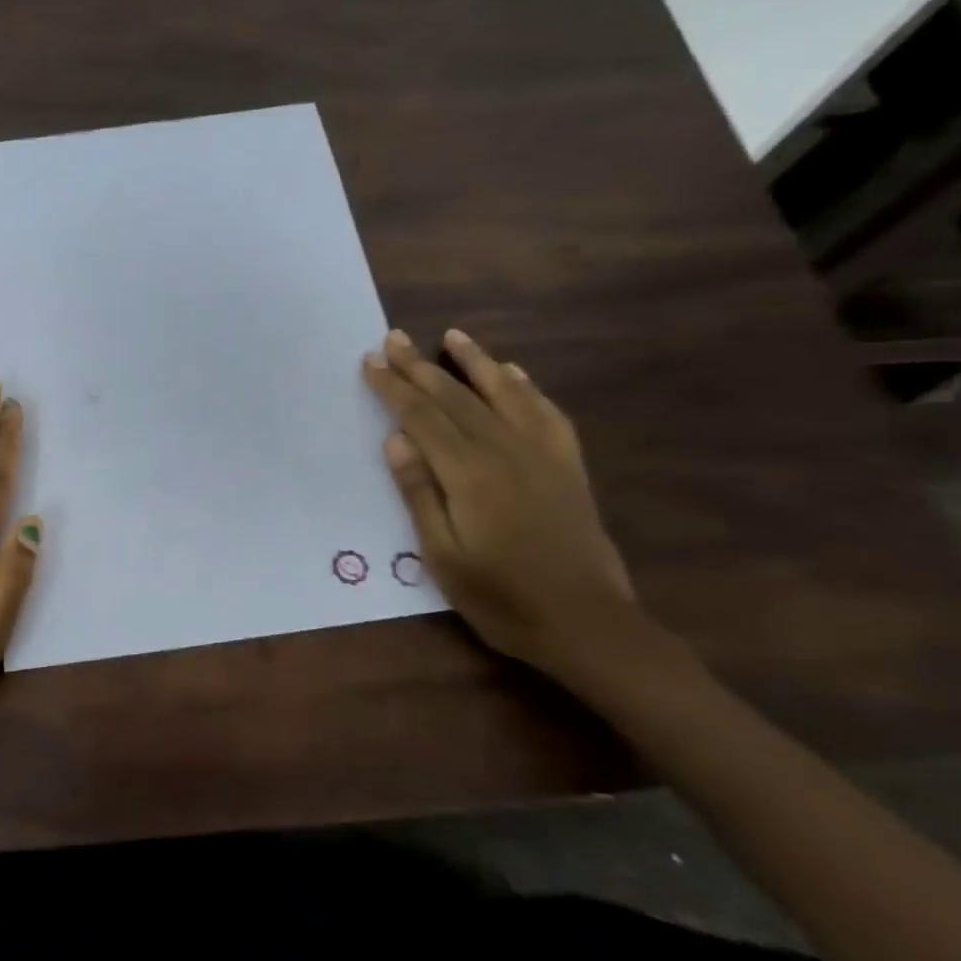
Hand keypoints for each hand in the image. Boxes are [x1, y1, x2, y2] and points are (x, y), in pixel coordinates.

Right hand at [362, 328, 646, 685]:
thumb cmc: (502, 598)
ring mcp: (543, 455)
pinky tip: (515, 374)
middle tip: (395, 338)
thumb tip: (396, 441)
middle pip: (456, 398)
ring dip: (476, 362)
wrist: (588, 624)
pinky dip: (527, 388)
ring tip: (454, 336)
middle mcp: (506, 451)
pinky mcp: (568, 467)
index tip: (372, 360)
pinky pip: (546, 414)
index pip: (422, 417)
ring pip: (504, 394)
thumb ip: (420, 494)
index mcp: (469, 474)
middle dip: (421, 366)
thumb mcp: (443, 556)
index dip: (394, 388)